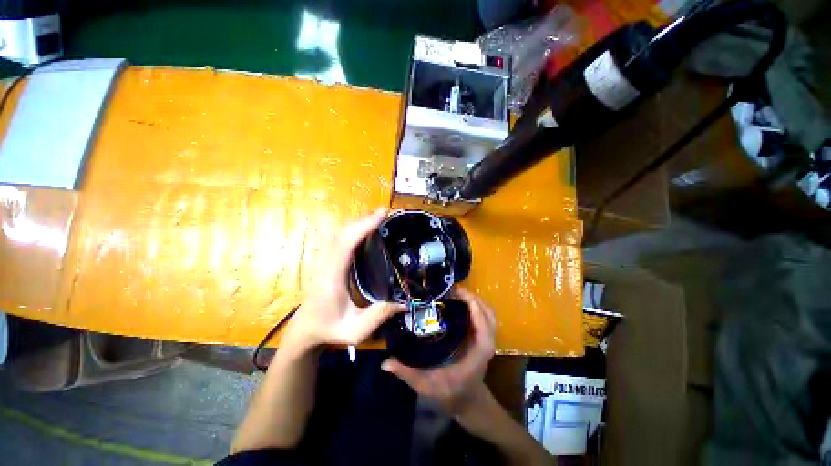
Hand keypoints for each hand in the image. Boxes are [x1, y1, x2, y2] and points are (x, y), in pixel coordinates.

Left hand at [282, 208, 404, 354]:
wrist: (305, 329)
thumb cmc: (328, 329)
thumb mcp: (356, 330)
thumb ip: (380, 316)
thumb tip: (405, 303)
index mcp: (333, 277)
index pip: (346, 243)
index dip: (363, 226)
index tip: (382, 215)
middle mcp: (327, 263)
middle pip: (343, 232)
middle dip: (364, 220)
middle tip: (386, 213)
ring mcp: (326, 261)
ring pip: (341, 233)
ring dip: (359, 222)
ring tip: (380, 218)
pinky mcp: (329, 261)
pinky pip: (341, 239)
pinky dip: (355, 230)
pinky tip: (367, 230)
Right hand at [381, 287, 496, 414]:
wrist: (468, 401)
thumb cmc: (450, 393)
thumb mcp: (427, 385)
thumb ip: (407, 373)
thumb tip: (385, 362)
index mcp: (479, 349)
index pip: (482, 319)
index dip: (470, 302)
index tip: (451, 293)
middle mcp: (487, 341)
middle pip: (486, 310)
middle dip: (470, 296)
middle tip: (448, 290)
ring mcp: (487, 338)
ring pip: (487, 311)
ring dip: (472, 299)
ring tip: (452, 293)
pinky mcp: (482, 336)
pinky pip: (483, 315)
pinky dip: (474, 305)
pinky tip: (456, 303)